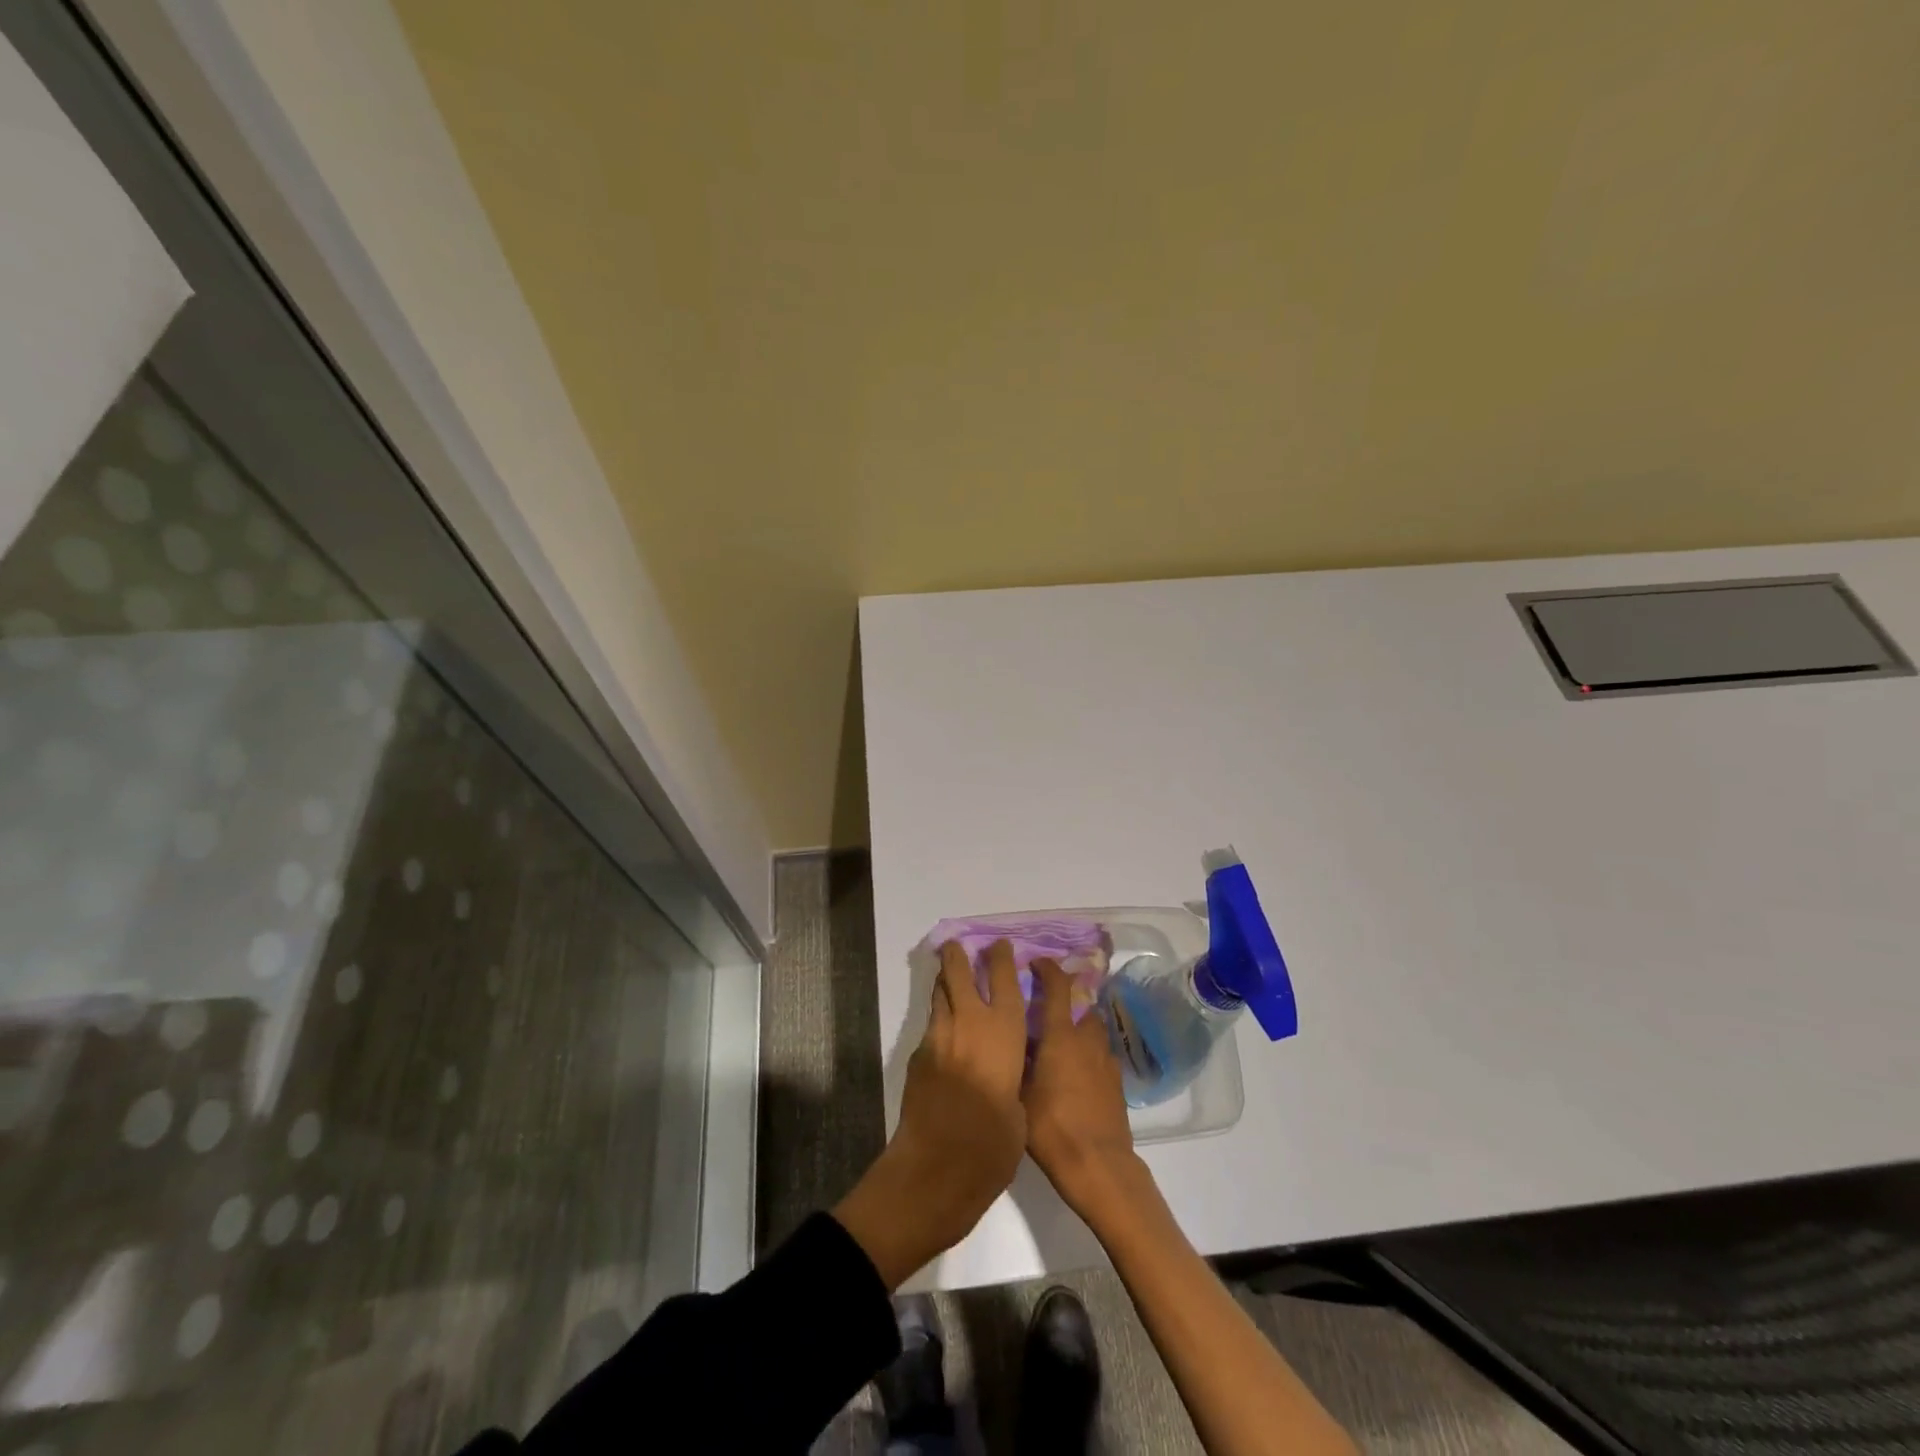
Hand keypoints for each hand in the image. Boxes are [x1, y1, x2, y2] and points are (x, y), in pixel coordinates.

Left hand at [835, 939, 1029, 1286]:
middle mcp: (969, 1024)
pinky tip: (947, 1036)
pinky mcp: (918, 1057)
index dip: (1001, 958)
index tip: (1000, 944)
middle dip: (958, 955)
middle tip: (959, 946)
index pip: (1004, 980)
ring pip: (940, 996)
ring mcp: (939, 1038)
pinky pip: (932, 1027)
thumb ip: (1013, 1077)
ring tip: (950, 979)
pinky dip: (940, 1021)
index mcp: (1003, 1033)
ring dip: (945, 984)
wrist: (936, 1169)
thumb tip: (1005, 1069)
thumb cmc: (992, 1146)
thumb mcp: (1020, 1110)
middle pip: (959, 974)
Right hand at [1023, 956, 1151, 1226]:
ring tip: (1058, 1039)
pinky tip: (1074, 1070)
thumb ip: (1017, 1060)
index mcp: (1060, 1036)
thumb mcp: (1020, 1092)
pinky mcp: (1116, 1082)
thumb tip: (1010, 1037)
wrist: (1099, 1166)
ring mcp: (1105, 1060)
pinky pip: (1100, 1053)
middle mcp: (1086, 1040)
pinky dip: (1087, 1051)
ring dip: (1078, 1025)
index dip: (1047, 969)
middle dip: (1064, 999)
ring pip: (1092, 1028)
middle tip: (1043, 1008)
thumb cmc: (1052, 1128)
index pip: (1057, 987)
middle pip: (1080, 1005)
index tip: (1035, 962)